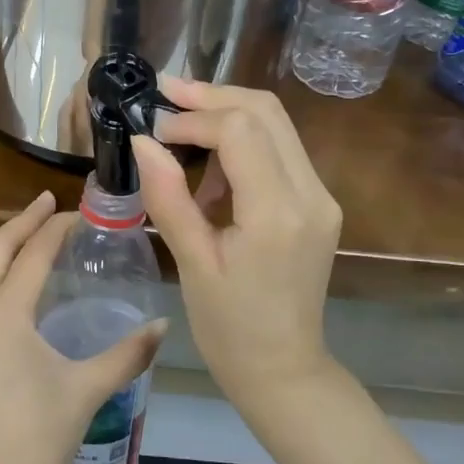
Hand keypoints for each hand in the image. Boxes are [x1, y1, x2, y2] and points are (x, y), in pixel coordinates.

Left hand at [0, 193, 166, 463]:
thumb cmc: (39, 436)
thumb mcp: (88, 390)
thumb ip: (127, 354)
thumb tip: (162, 327)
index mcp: (5, 314)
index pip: (33, 254)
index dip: (58, 228)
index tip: (82, 212)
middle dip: (23, 221)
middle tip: (50, 202)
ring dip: (10, 248)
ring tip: (41, 238)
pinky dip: (2, 278)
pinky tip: (26, 291)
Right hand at [132, 79, 340, 418]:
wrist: (283, 370)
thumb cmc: (230, 328)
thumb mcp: (192, 263)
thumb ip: (168, 197)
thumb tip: (142, 141)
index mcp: (278, 213)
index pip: (240, 130)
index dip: (193, 118)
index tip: (153, 129)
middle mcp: (311, 193)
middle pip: (266, 110)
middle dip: (212, 95)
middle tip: (164, 94)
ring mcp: (320, 196)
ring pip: (276, 123)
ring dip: (227, 114)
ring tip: (180, 135)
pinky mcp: (317, 203)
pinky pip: (279, 149)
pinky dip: (242, 141)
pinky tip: (209, 165)